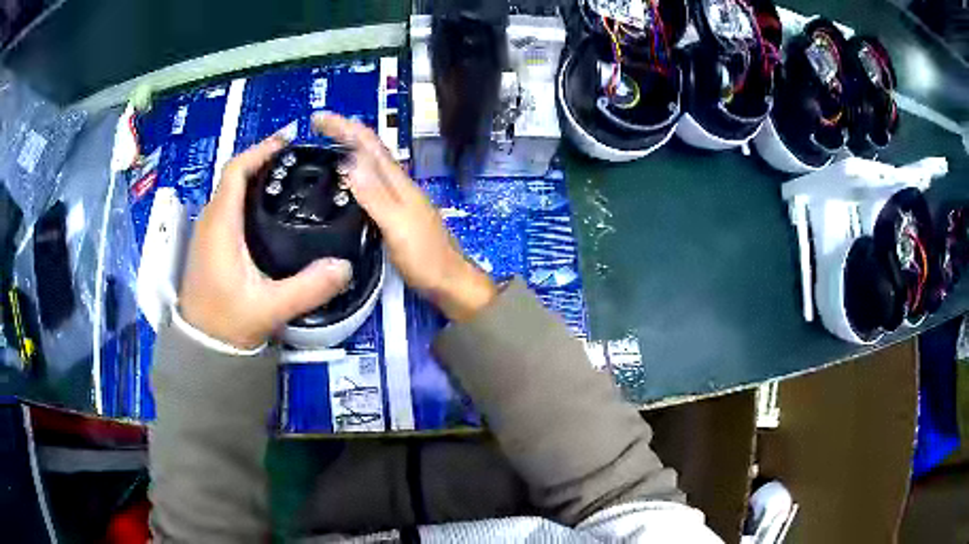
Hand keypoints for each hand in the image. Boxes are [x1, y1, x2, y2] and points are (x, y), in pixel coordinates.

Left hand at [179, 132, 352, 349]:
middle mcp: (211, 222)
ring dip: (255, 176)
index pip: (236, 171)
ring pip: (230, 190)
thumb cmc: (228, 322)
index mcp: (222, 226)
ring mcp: (208, 233)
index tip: (288, 140)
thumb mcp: (270, 307)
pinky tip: (268, 208)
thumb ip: (307, 288)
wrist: (202, 346)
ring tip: (287, 178)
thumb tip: (344, 266)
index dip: (260, 150)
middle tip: (296, 159)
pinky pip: (229, 206)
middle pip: (234, 175)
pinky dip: (248, 194)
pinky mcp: (210, 244)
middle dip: (263, 159)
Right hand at [313, 112, 496, 321]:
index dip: (344, 127)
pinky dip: (354, 175)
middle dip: (344, 133)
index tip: (318, 119)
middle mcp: (398, 184)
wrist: (449, 282)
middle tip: (317, 127)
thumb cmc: (425, 257)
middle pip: (369, 149)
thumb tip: (349, 162)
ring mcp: (398, 199)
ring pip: (370, 166)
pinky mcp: (395, 214)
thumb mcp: (396, 225)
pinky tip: (346, 183)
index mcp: (397, 182)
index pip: (368, 145)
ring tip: (326, 145)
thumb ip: (374, 195)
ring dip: (348, 150)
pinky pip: (370, 185)